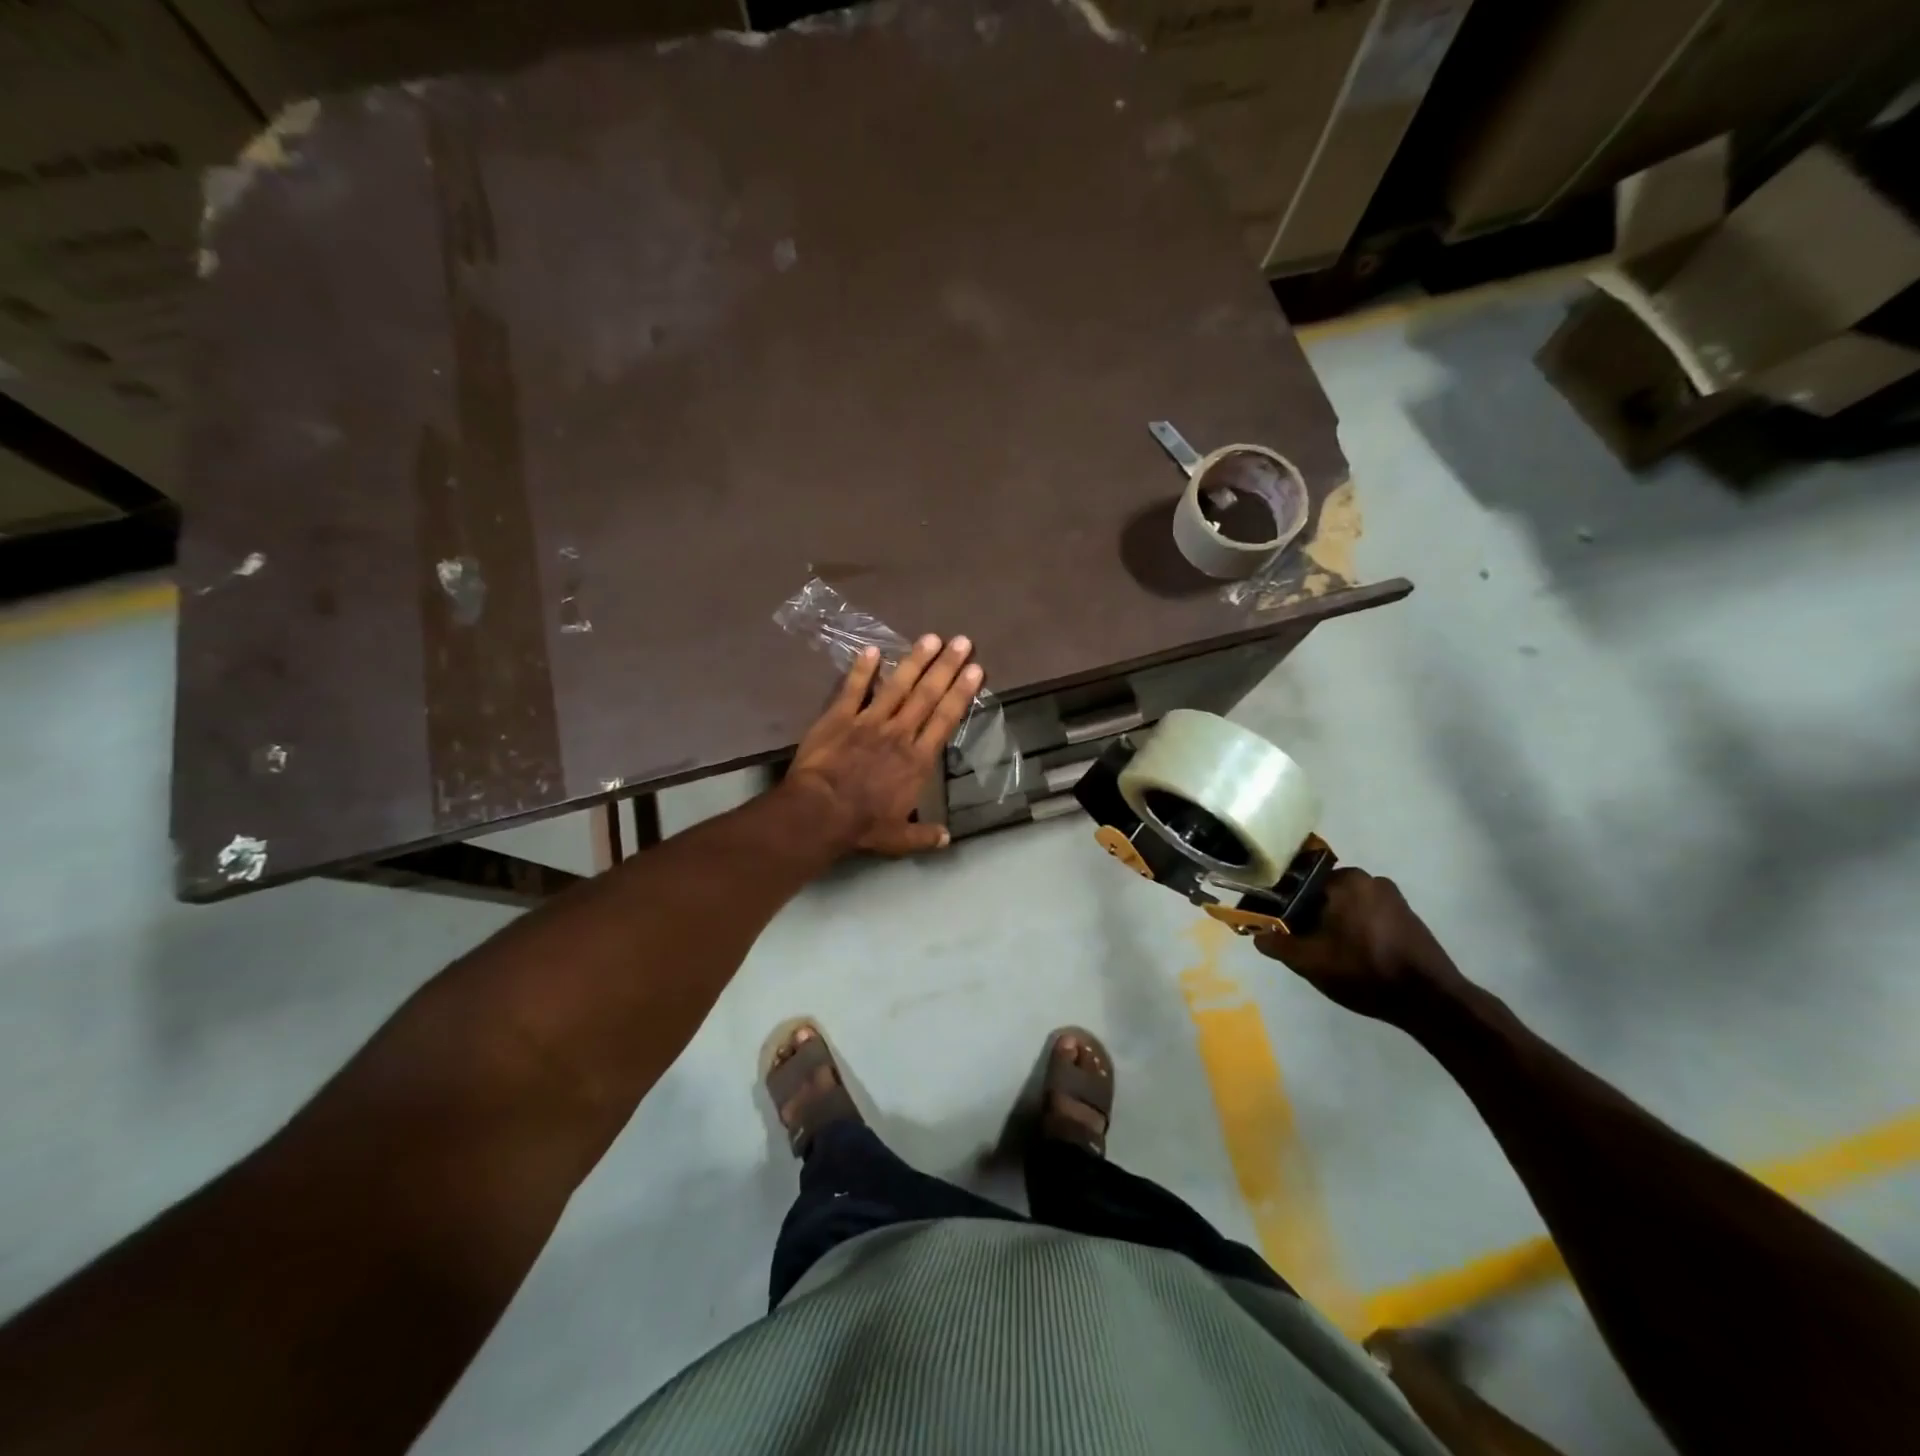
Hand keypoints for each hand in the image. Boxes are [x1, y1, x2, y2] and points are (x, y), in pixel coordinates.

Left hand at [784, 634, 982, 855]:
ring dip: (915, 661)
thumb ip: (924, 835)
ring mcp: (869, 721)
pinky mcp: (839, 717)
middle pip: (928, 695)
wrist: (821, 812)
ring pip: (897, 685)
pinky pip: (853, 689)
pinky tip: (872, 650)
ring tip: (931, 638)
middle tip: (962, 642)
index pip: (946, 719)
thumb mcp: (898, 838)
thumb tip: (947, 838)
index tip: (976, 670)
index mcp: (918, 760)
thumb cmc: (862, 825)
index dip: (962, 692)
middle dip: (947, 666)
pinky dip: (862, 669)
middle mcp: (899, 733)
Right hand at [1254, 867, 1464, 1023]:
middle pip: (1322, 893)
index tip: (1278, 928)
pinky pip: (1367, 914)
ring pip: (1345, 905)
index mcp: (1345, 880)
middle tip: (1302, 944)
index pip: (1298, 883)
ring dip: (1332, 923)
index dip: (1283, 906)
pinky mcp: (1408, 915)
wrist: (1431, 1000)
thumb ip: (1276, 944)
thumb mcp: (1308, 962)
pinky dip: (1355, 928)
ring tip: (1327, 953)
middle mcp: (1369, 878)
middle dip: (1309, 915)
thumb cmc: (1364, 971)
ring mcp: (1393, 896)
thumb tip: (1258, 935)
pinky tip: (1353, 954)